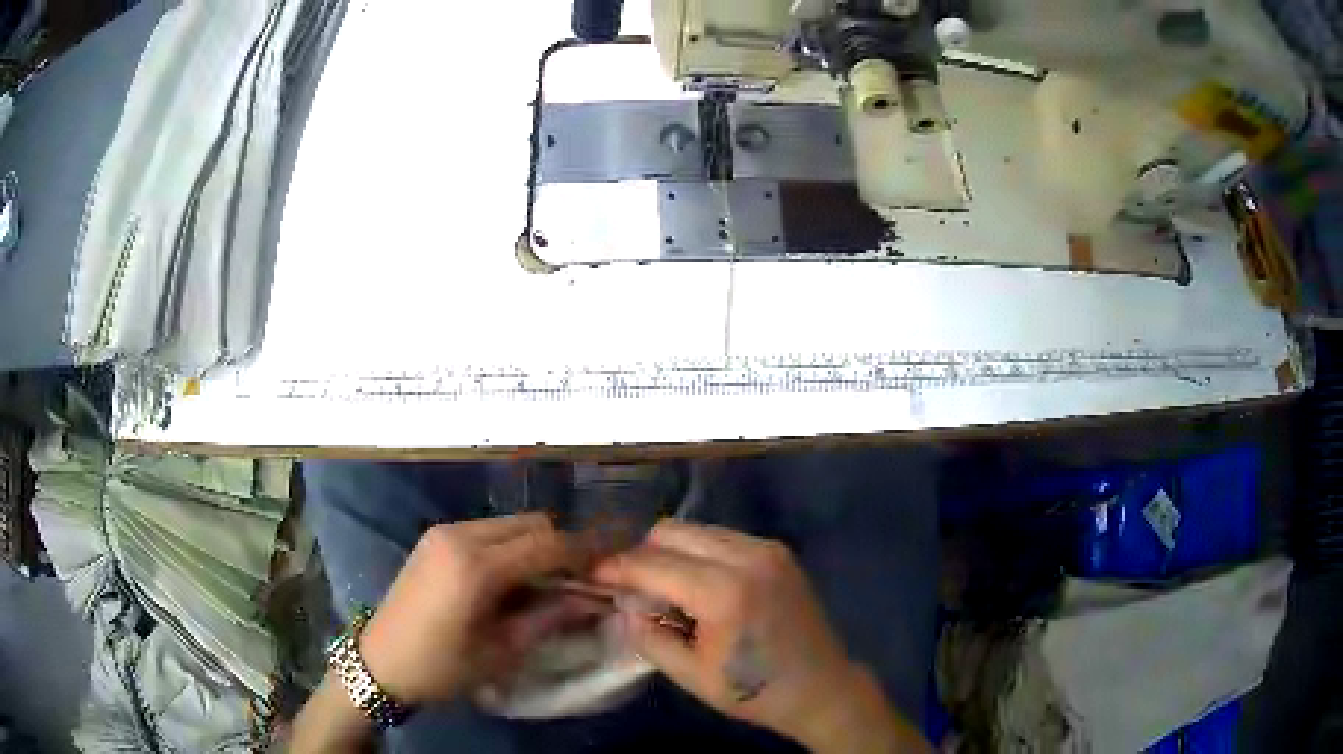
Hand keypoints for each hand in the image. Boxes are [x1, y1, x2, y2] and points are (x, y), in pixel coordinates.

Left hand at [358, 515, 586, 707]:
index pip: (547, 544)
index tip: (612, 567)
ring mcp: (443, 532)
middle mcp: (460, 535)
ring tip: (547, 583)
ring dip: (535, 546)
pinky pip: (486, 530)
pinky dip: (509, 547)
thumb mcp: (501, 651)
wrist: (379, 664)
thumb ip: (549, 618)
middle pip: (531, 524)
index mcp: (476, 565)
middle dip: (561, 547)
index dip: (584, 553)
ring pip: (509, 524)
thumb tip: (591, 599)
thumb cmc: (441, 667)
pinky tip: (510, 579)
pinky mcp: (434, 538)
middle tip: (579, 581)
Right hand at [593, 521, 921, 750]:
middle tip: (629, 587)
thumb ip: (647, 636)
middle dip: (642, 555)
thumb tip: (624, 605)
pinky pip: (721, 537)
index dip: (616, 567)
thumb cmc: (754, 691)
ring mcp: (766, 548)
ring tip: (664, 589)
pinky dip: (698, 553)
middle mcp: (747, 556)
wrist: (821, 687)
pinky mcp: (777, 550)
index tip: (591, 574)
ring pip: (696, 529)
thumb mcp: (690, 675)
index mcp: (724, 592)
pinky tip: (697, 586)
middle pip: (672, 532)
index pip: (652, 563)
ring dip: (670, 552)